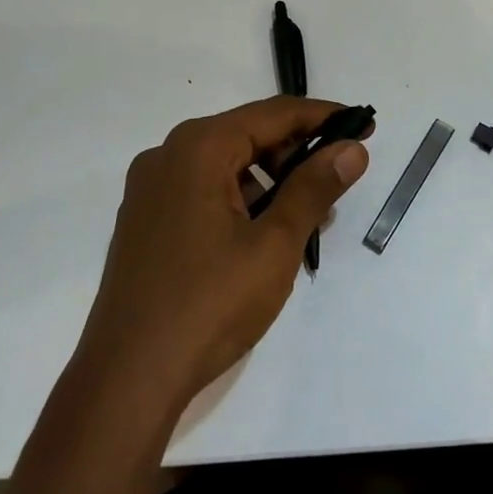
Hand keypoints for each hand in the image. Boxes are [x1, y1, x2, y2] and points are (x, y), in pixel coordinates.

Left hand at [76, 97, 370, 409]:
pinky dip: (241, 201)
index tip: (364, 125)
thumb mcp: (274, 243)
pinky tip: (265, 236)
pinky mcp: (145, 222)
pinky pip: (204, 191)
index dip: (324, 117)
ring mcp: (150, 190)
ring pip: (227, 165)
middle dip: (298, 155)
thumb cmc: (209, 304)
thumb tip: (352, 149)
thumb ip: (315, 187)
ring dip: (272, 183)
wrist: (127, 379)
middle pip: (248, 136)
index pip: (274, 114)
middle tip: (338, 184)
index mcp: (198, 148)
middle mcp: (168, 156)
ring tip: (307, 220)